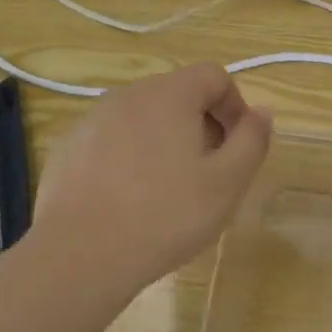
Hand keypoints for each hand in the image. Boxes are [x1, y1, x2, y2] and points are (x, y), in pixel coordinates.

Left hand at [35, 63, 271, 288]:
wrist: (79, 256)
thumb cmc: (164, 216)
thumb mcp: (226, 183)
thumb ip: (252, 140)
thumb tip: (262, 112)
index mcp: (169, 94)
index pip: (214, 75)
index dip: (235, 106)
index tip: (237, 147)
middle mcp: (129, 94)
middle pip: (178, 94)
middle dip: (202, 124)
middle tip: (209, 172)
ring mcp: (93, 119)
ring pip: (144, 117)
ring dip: (166, 140)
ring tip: (169, 189)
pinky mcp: (69, 147)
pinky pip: (113, 139)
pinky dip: (130, 156)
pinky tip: (130, 199)